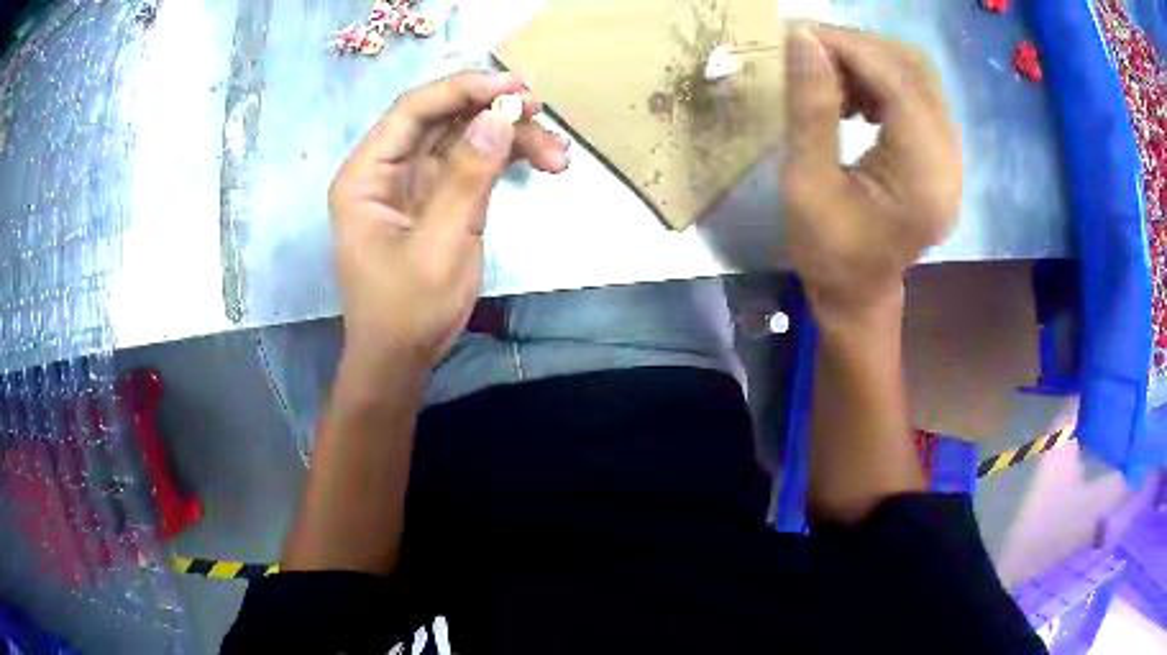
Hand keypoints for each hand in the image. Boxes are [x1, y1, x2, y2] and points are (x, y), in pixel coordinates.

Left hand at [328, 71, 569, 374]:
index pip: (413, 111)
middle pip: (444, 119)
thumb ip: (467, 178)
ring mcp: (417, 183)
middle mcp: (388, 169)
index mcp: (366, 175)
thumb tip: (499, 117)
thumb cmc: (405, 310)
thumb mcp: (439, 246)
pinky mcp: (441, 199)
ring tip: (559, 156)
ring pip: (466, 139)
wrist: (401, 359)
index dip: (463, 89)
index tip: (514, 87)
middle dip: (494, 111)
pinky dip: (509, 161)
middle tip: (542, 112)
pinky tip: (545, 164)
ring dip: (512, 139)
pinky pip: (476, 165)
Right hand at [780, 26, 960, 323]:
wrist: (859, 294)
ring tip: (828, 77)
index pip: (899, 83)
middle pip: (916, 70)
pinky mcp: (942, 155)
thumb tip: (802, 38)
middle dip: (860, 47)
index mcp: (924, 177)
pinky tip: (852, 97)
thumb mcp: (806, 184)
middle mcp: (950, 162)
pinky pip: (917, 95)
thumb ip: (810, 108)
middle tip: (811, 51)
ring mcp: (951, 157)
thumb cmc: (828, 253)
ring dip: (870, 61)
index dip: (850, 47)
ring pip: (918, 76)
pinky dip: (882, 80)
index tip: (799, 34)